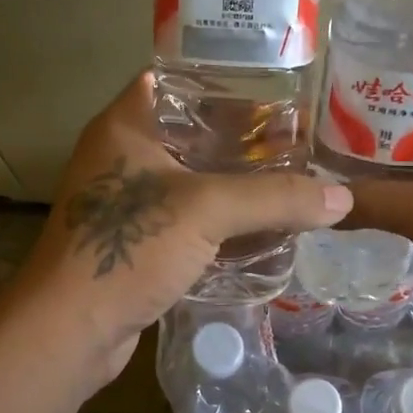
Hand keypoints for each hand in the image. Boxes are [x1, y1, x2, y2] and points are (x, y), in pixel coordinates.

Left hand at [6, 71, 353, 390]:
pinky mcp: (138, 244)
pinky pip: (190, 222)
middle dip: (245, 143)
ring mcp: (129, 204)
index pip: (179, 82)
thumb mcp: (207, 211)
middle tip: (299, 145)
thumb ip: (275, 199)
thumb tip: (342, 198)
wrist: (70, 330)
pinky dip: (224, 224)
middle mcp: (124, 156)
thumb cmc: (128, 249)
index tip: (277, 92)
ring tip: (293, 185)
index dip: (226, 83)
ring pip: (195, 182)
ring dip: (238, 188)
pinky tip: (266, 232)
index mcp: (127, 126)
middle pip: (194, 134)